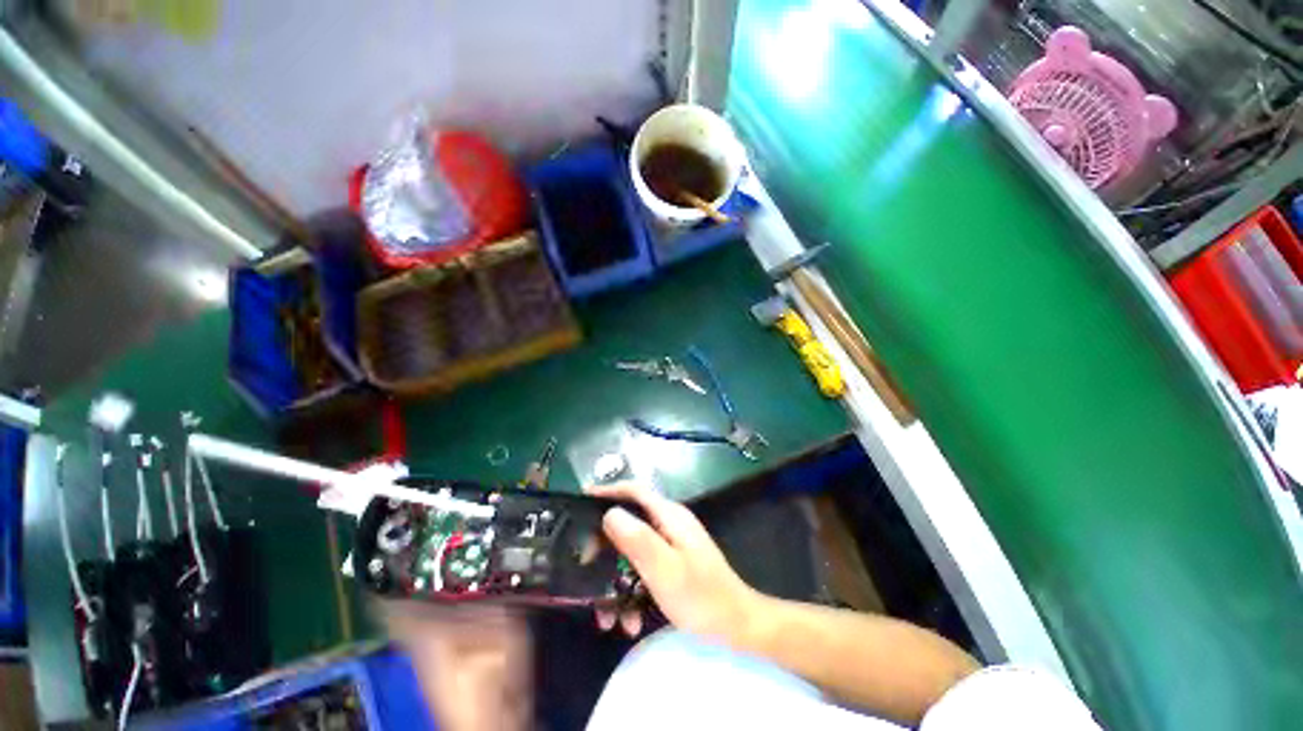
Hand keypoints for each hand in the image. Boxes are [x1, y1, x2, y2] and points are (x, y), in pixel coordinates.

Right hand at [587, 483, 759, 644]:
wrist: (736, 626)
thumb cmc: (700, 596)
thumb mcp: (664, 568)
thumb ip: (636, 538)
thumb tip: (609, 513)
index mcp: (669, 516)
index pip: (634, 491)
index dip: (608, 491)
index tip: (582, 499)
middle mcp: (670, 523)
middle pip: (630, 521)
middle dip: (606, 546)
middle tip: (586, 567)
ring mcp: (673, 543)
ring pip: (634, 550)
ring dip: (617, 578)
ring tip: (606, 614)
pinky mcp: (674, 562)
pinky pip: (644, 567)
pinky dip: (632, 588)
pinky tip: (630, 620)